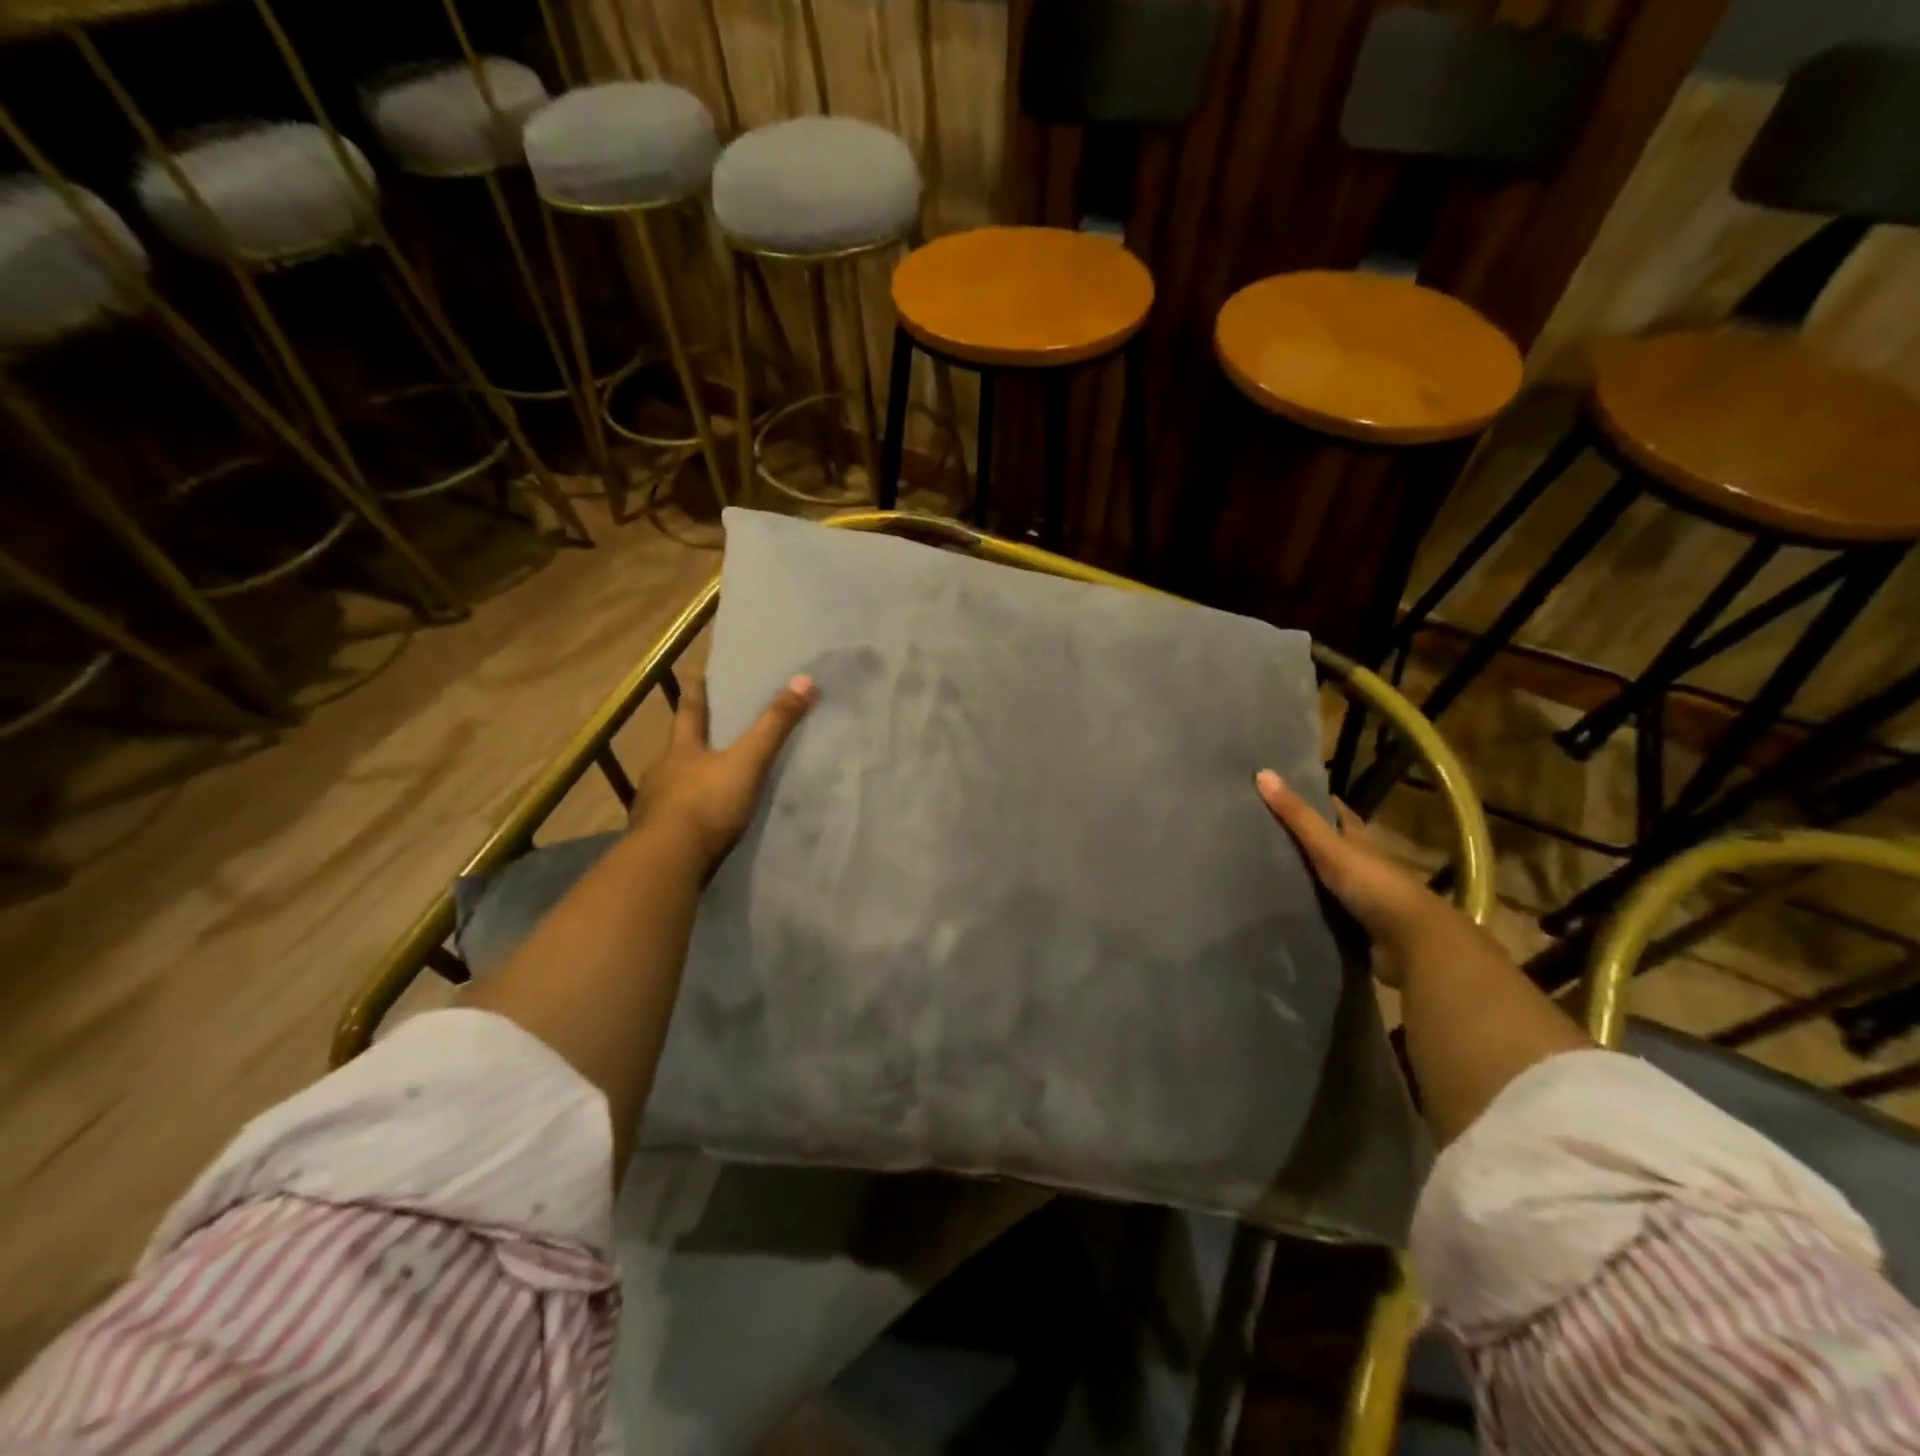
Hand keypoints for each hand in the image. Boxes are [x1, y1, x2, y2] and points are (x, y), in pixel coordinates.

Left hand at [633, 672, 816, 873]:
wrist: (667, 861)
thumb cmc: (706, 803)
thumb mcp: (748, 762)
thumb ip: (775, 726)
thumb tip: (804, 680)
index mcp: (681, 749)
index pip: (689, 711)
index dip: (694, 692)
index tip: (693, 674)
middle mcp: (661, 771)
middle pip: (676, 747)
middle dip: (688, 738)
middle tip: (699, 730)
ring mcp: (653, 806)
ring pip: (671, 783)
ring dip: (684, 779)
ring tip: (702, 780)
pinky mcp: (654, 837)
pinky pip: (671, 817)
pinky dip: (683, 814)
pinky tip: (695, 822)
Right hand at [1254, 770, 1457, 986]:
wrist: (1412, 943)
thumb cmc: (1373, 884)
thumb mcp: (1330, 846)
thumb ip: (1298, 816)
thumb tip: (1262, 773)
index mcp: (1360, 840)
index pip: (1337, 812)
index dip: (1314, 800)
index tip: (1282, 791)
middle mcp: (1362, 864)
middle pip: (1330, 845)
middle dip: (1301, 839)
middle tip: (1260, 831)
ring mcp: (1360, 897)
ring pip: (1325, 879)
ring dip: (1302, 876)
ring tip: (1261, 869)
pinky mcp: (1354, 926)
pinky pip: (1324, 910)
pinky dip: (1305, 906)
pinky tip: (1281, 905)